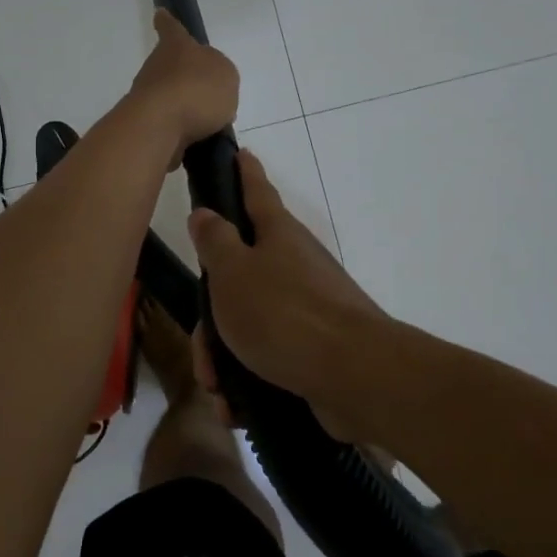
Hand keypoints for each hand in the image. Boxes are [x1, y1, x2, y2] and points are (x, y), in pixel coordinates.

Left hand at [126, 10, 238, 163]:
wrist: (160, 127)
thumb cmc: (196, 90)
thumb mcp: (225, 75)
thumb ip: (220, 75)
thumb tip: (209, 85)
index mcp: (176, 47)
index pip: (172, 29)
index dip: (168, 22)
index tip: (160, 14)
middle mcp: (156, 68)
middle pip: (171, 67)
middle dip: (185, 78)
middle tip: (207, 92)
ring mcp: (147, 98)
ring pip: (170, 98)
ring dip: (186, 108)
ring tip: (210, 124)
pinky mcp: (146, 126)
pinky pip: (170, 126)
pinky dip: (182, 132)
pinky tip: (199, 143)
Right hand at [187, 150, 386, 440]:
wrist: (353, 376)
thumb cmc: (283, 314)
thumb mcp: (233, 273)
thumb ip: (215, 241)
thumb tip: (206, 212)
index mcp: (276, 235)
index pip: (255, 191)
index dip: (244, 172)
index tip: (240, 152)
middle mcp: (294, 264)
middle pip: (240, 275)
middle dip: (213, 316)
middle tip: (203, 348)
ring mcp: (308, 306)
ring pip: (249, 321)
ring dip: (225, 356)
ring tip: (218, 387)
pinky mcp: (315, 347)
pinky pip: (269, 355)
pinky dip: (248, 377)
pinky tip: (238, 405)